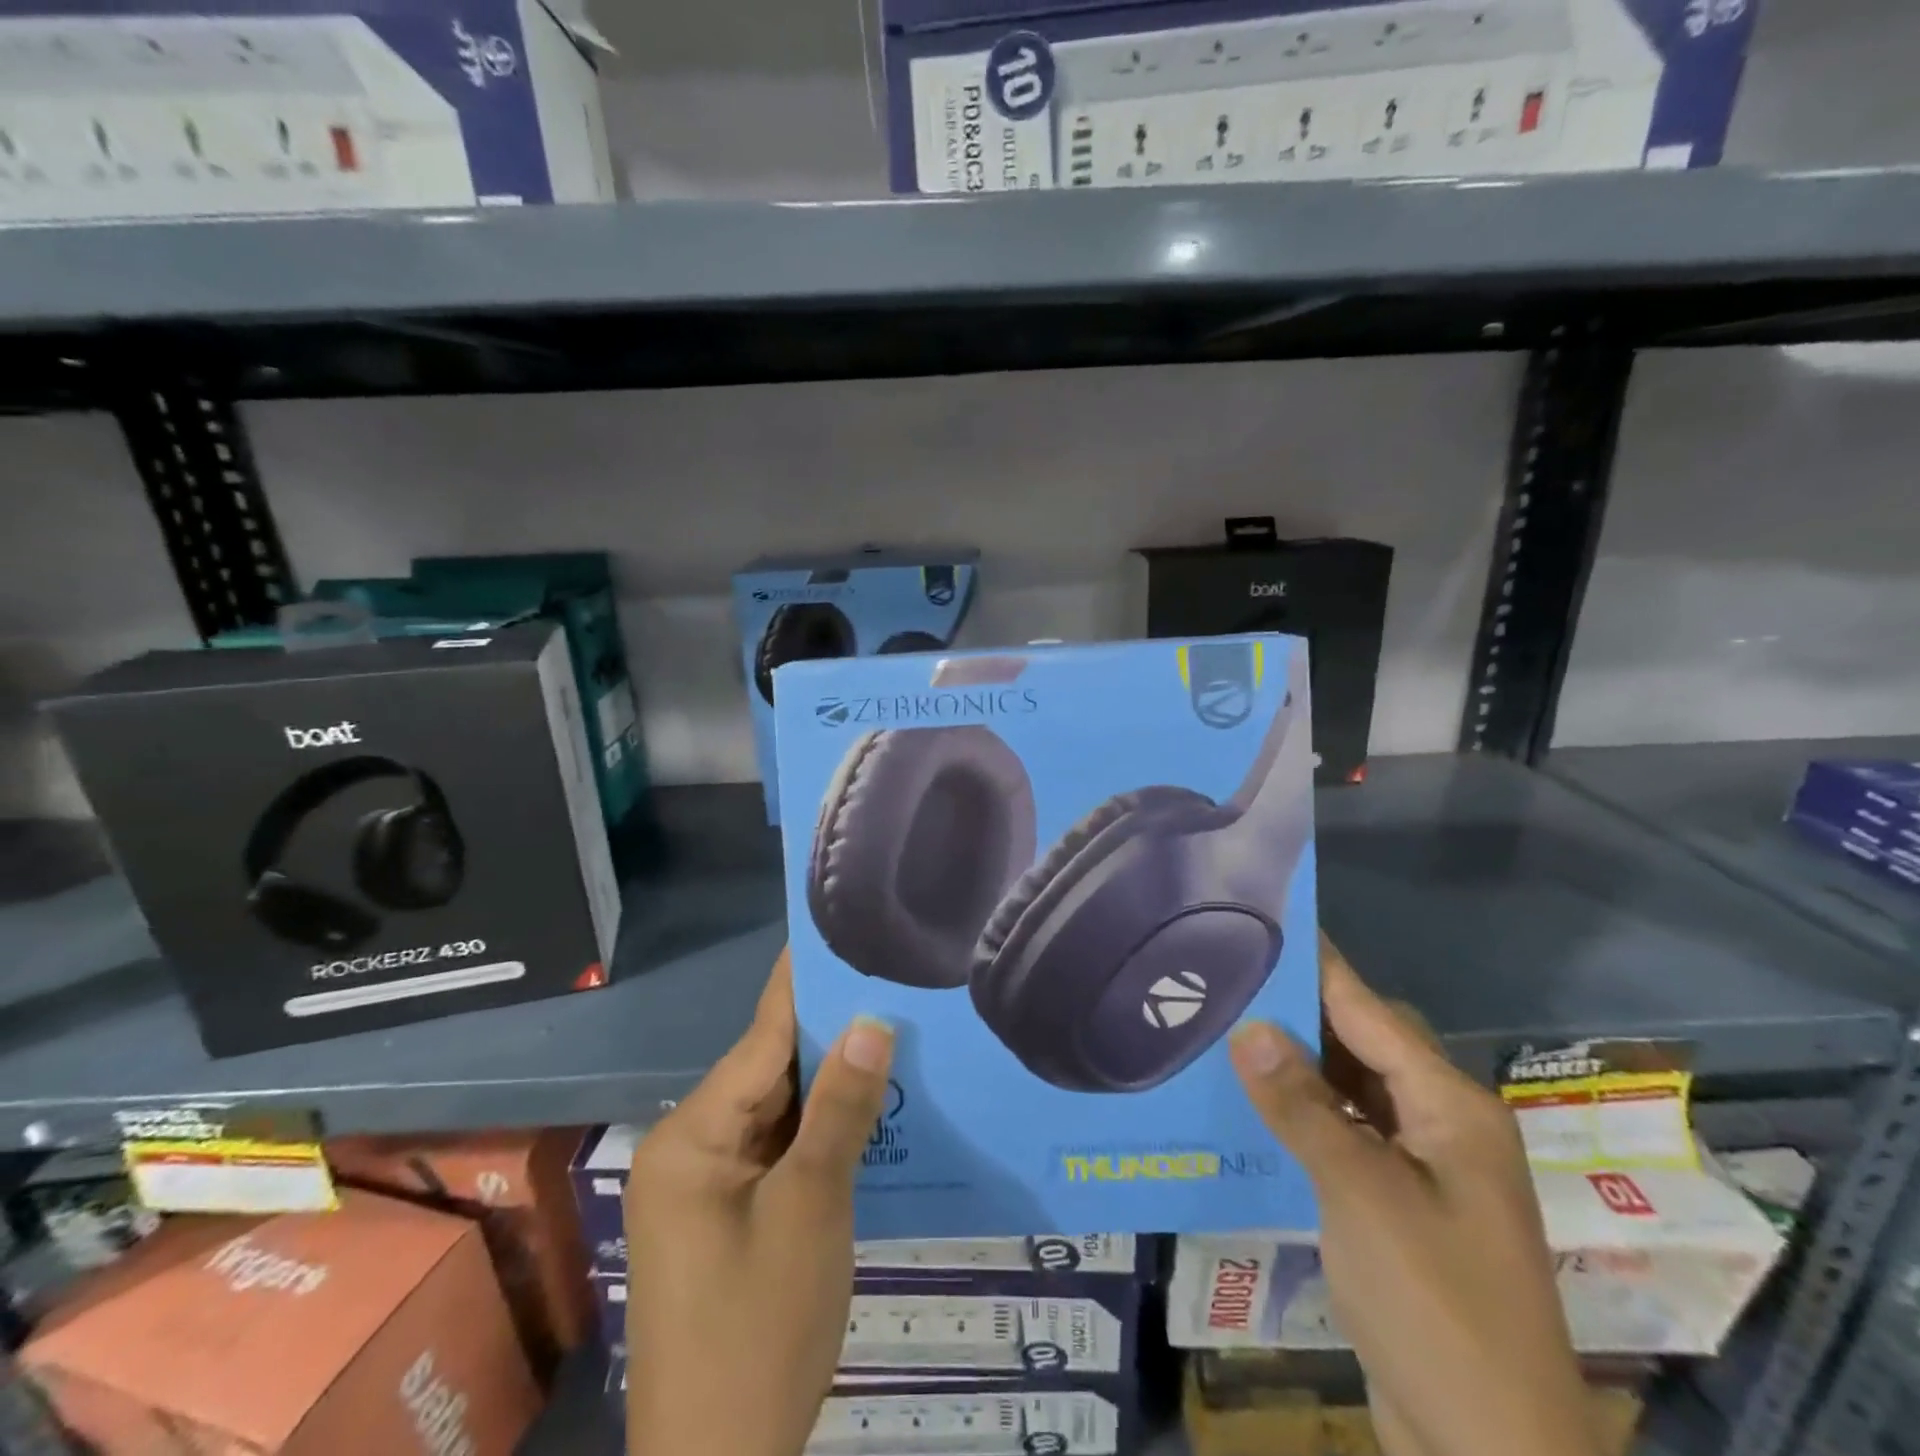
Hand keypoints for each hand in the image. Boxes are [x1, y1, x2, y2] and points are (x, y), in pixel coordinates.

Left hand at [624, 949, 894, 1455]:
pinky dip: (821, 1131)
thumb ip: (841, 1110)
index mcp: (693, 1136)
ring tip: (895, 1030)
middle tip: (893, 984)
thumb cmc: (758, 1332)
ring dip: (831, 1085)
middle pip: (770, 1072)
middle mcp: (692, 1148)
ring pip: (779, 1112)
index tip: (840, 932)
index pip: (761, 1038)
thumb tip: (871, 1021)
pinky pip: (780, 1150)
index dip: (805, 984)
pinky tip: (870, 1107)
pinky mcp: (729, 1217)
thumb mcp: (811, 1210)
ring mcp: (708, 1186)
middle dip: (832, 1035)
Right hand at [1228, 937, 1597, 1455]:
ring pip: (1350, 1088)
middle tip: (1223, 978)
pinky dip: (1303, 1113)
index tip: (1263, 920)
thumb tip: (1250, 1026)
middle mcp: (1441, 1123)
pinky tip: (1252, 1105)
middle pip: (1362, 1042)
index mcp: (1449, 1106)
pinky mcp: (1400, 1204)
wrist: (1491, 1453)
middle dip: (1297, 1011)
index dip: (1316, 964)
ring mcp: (1423, 1167)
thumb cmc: (1438, 1307)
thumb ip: (1302, 1106)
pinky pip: (1345, 1132)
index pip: (1369, 1010)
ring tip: (1224, 1028)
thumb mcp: (1362, 1196)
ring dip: (1295, 1065)